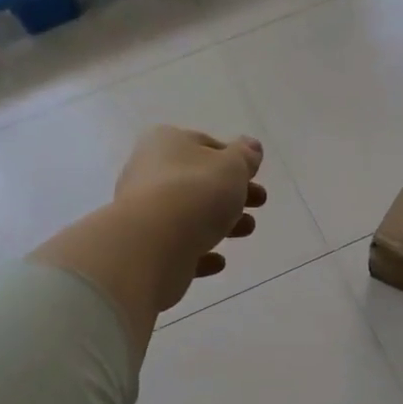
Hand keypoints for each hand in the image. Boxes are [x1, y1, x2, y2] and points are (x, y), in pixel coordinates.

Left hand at [113, 127, 266, 308]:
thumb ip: (245, 156)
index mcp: (165, 142)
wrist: (152, 244)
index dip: (232, 159)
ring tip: (247, 230)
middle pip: (198, 180)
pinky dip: (198, 250)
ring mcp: (143, 211)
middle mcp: (147, 171)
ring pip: (189, 213)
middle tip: (259, 202)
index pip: (204, 144)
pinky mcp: (144, 246)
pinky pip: (177, 245)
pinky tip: (218, 261)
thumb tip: (251, 146)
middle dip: (231, 192)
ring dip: (221, 221)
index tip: (254, 175)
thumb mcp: (232, 166)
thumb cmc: (196, 192)